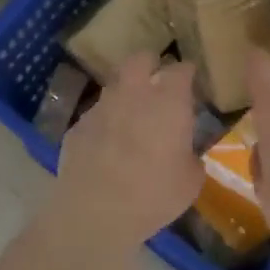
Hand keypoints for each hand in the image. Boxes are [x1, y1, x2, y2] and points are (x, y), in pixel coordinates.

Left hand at [56, 54, 202, 244]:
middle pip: (140, 59)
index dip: (187, 73)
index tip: (190, 81)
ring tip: (131, 116)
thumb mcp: (190, 182)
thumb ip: (192, 158)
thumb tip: (187, 154)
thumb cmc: (153, 194)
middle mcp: (133, 93)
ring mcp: (101, 106)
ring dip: (125, 94)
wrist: (95, 211)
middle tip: (157, 80)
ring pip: (115, 86)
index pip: (181, 70)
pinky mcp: (78, 125)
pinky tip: (107, 144)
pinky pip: (97, 115)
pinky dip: (105, 122)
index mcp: (168, 101)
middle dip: (150, 64)